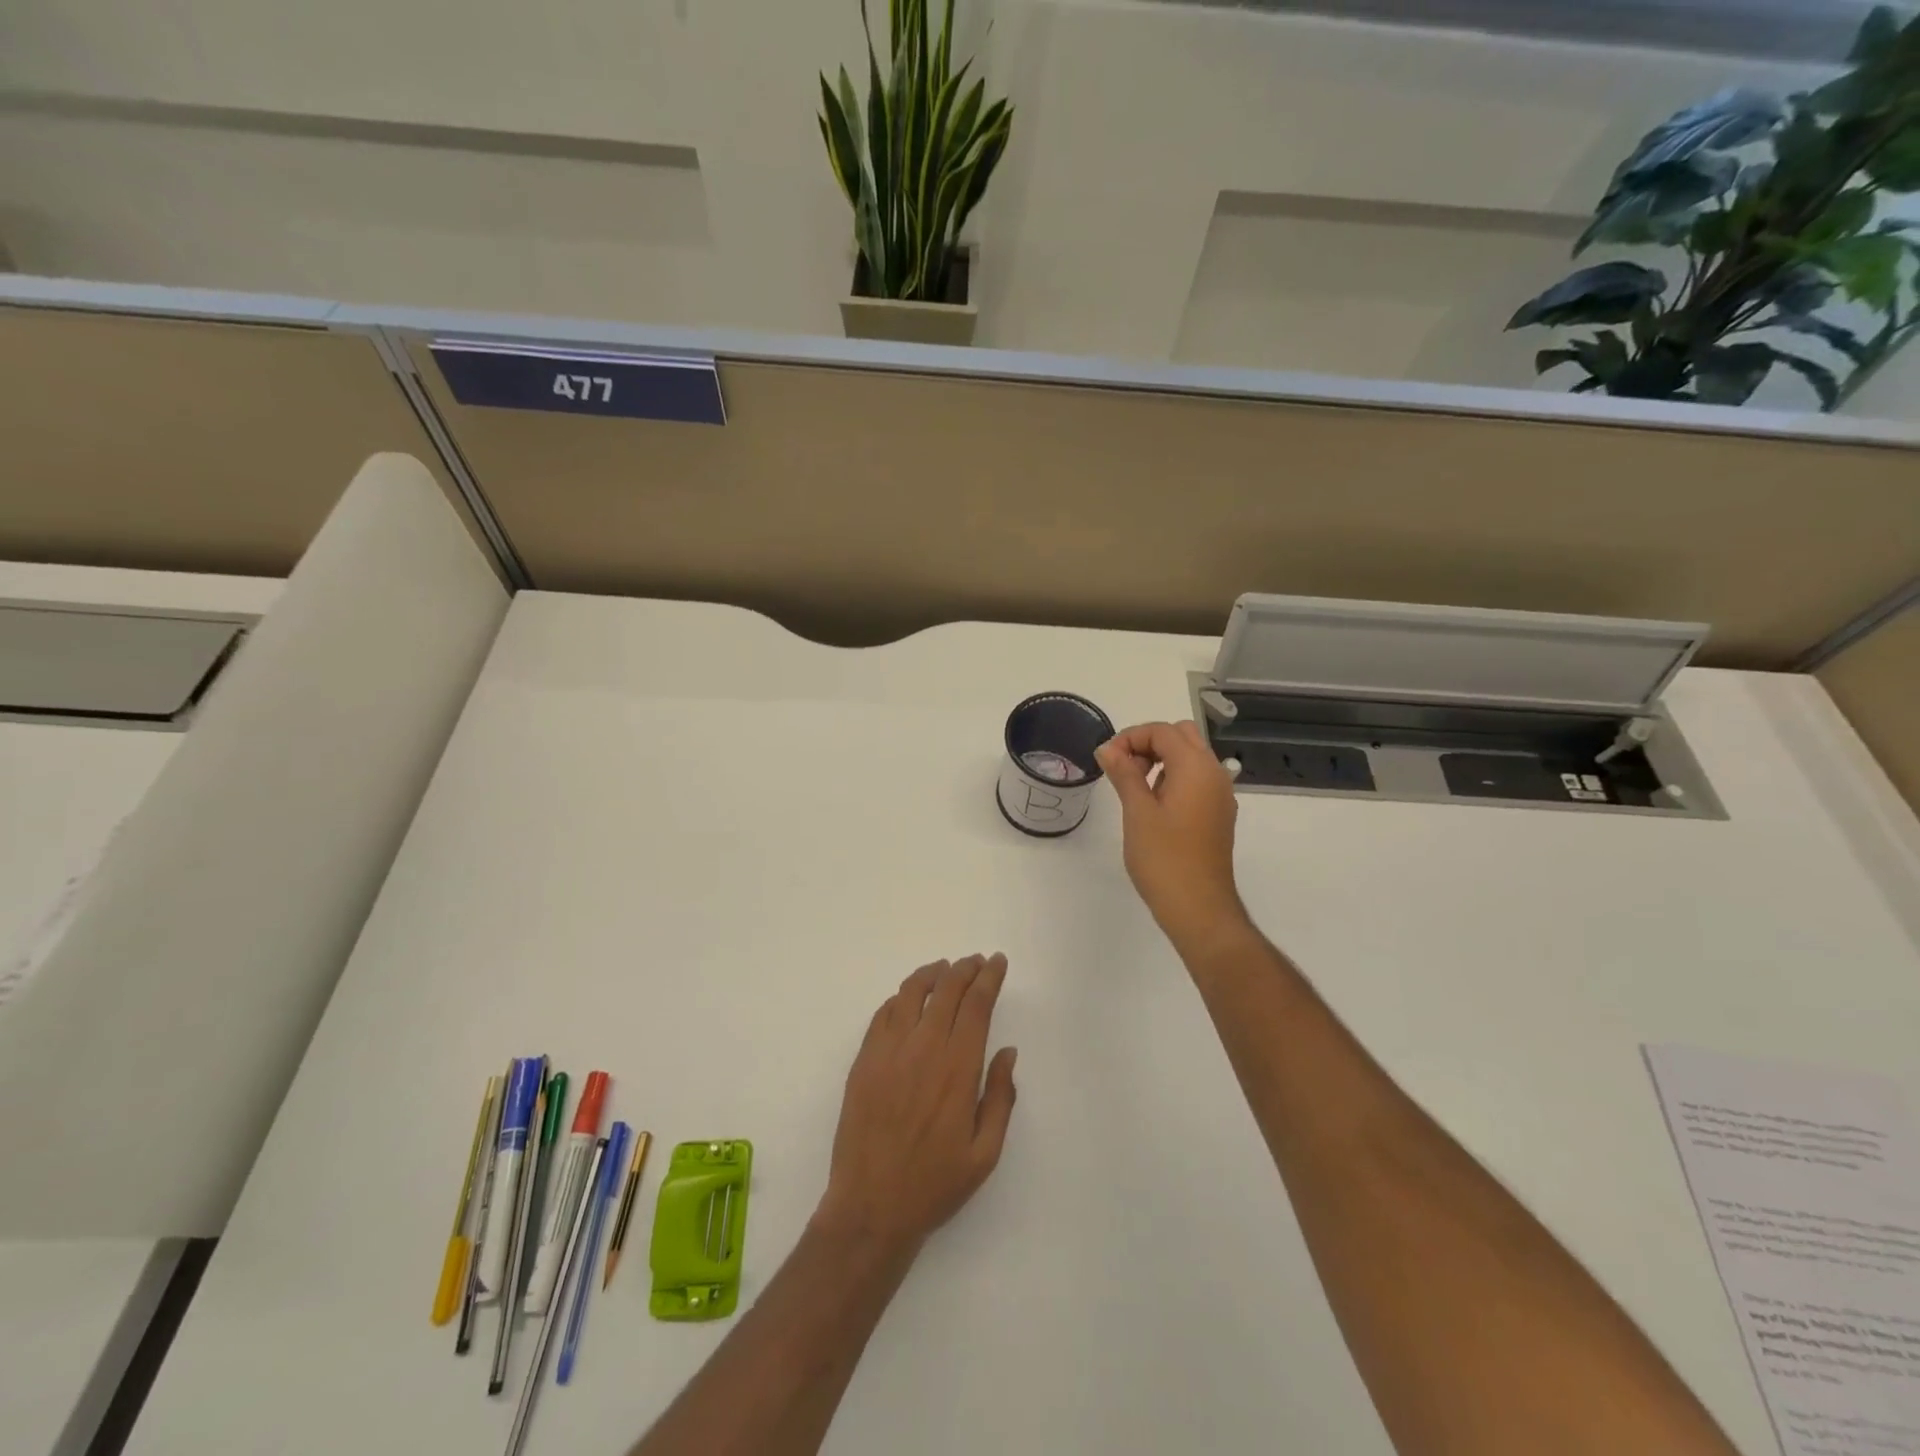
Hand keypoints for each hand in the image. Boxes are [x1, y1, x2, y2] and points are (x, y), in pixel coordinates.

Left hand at [813, 955, 1017, 1256]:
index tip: (997, 962)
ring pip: (911, 992)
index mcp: (957, 1069)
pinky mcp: (863, 1060)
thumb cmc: (934, 1184)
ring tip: (944, 970)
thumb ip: (1001, 1098)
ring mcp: (888, 1051)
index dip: (989, 978)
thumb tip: (1008, 1052)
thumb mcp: (985, 1153)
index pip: (976, 1005)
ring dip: (932, 974)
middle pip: (946, 990)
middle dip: (965, 969)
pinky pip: (883, 1014)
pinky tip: (909, 1000)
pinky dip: (901, 997)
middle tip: (977, 961)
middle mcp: (923, 1049)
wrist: (870, 1208)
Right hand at [1097, 721, 1248, 951]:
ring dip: (1161, 759)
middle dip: (1149, 743)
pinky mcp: (1218, 814)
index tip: (1106, 760)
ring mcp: (1220, 795)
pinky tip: (1154, 806)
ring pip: (1191, 757)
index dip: (1130, 737)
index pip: (1163, 731)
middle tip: (1122, 768)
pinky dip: (1174, 778)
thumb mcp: (1137, 812)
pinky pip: (1197, 779)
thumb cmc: (1164, 858)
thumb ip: (1123, 773)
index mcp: (1196, 768)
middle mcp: (1215, 774)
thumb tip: (1108, 748)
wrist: (1199, 908)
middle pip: (1182, 736)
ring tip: (1133, 788)